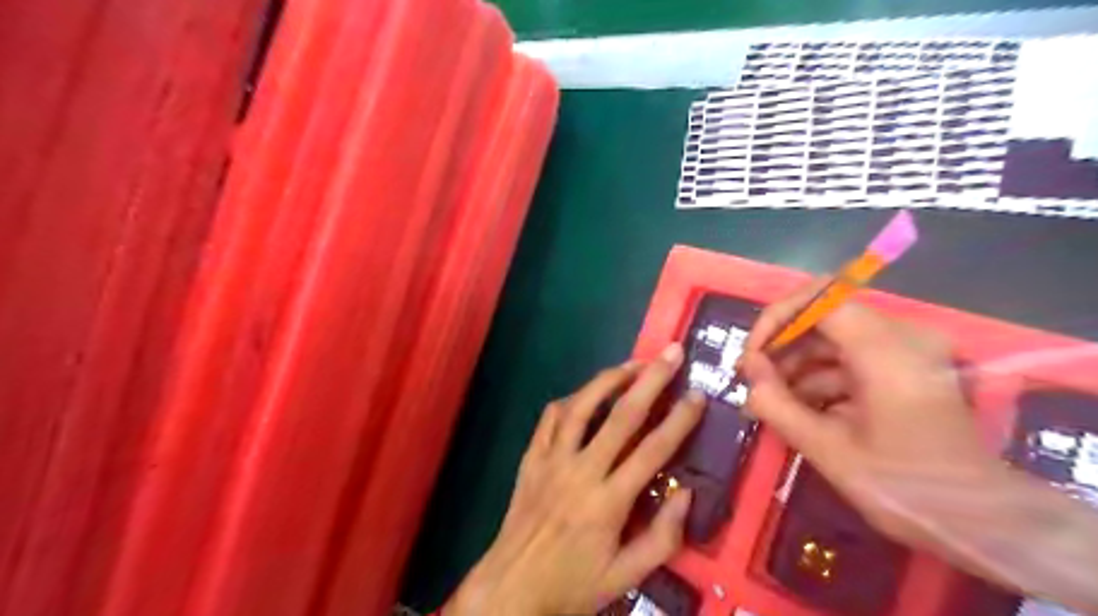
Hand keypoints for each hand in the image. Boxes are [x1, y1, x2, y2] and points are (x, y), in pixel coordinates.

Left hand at [446, 345, 703, 615]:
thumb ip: (662, 538)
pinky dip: (571, 399)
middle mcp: (581, 470)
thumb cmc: (573, 584)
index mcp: (609, 502)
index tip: (698, 394)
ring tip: (633, 364)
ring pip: (582, 406)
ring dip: (610, 379)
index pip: (653, 449)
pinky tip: (586, 393)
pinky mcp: (531, 457)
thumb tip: (686, 493)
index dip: (680, 419)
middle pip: (622, 416)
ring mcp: (551, 459)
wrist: (511, 587)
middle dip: (651, 380)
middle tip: (671, 353)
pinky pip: (550, 418)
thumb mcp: (626, 577)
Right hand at [737, 281, 995, 545]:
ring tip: (767, 401)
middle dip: (781, 346)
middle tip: (752, 381)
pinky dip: (819, 377)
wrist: (980, 521)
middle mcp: (901, 336)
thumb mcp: (828, 449)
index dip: (776, 319)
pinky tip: (796, 409)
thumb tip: (749, 371)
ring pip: (833, 338)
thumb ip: (777, 404)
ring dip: (796, 365)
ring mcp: (906, 351)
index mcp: (886, 349)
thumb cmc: (904, 487)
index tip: (753, 357)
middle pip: (824, 317)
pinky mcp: (904, 368)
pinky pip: (849, 357)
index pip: (819, 299)